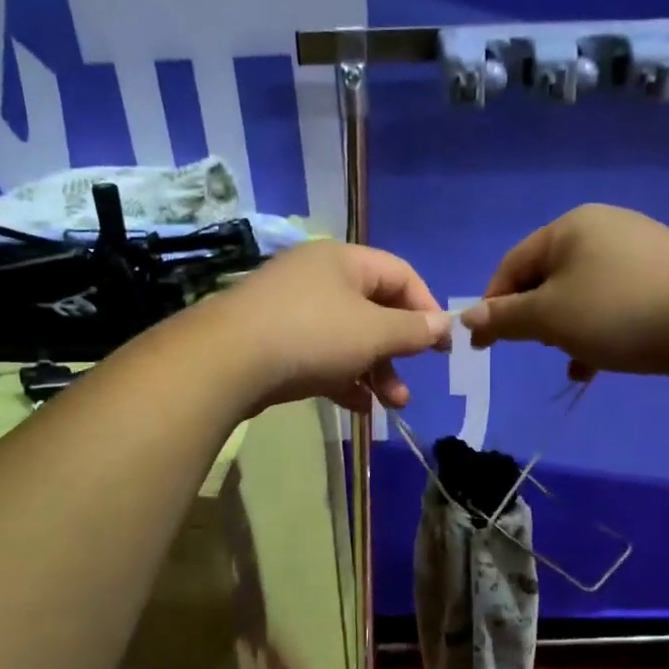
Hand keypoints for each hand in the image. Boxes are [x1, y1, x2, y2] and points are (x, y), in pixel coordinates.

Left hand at [211, 241, 449, 413]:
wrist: (226, 362)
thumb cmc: (312, 335)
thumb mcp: (372, 332)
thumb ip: (412, 329)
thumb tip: (442, 323)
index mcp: (344, 260)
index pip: (401, 274)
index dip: (427, 308)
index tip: (441, 347)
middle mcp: (318, 278)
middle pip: (374, 309)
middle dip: (398, 350)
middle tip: (413, 381)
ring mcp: (293, 310)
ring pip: (348, 338)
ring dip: (376, 371)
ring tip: (392, 405)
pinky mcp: (275, 342)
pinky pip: (322, 356)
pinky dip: (344, 378)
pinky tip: (360, 407)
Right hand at [461, 204, 668, 378]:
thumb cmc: (617, 312)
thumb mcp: (549, 317)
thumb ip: (505, 317)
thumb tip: (468, 316)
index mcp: (569, 227)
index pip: (512, 265)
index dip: (492, 304)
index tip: (483, 343)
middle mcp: (603, 228)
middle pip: (548, 276)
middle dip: (536, 317)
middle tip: (537, 347)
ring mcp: (639, 249)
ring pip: (582, 292)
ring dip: (567, 328)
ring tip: (571, 358)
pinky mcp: (666, 274)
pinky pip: (615, 300)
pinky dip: (599, 328)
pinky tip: (599, 362)